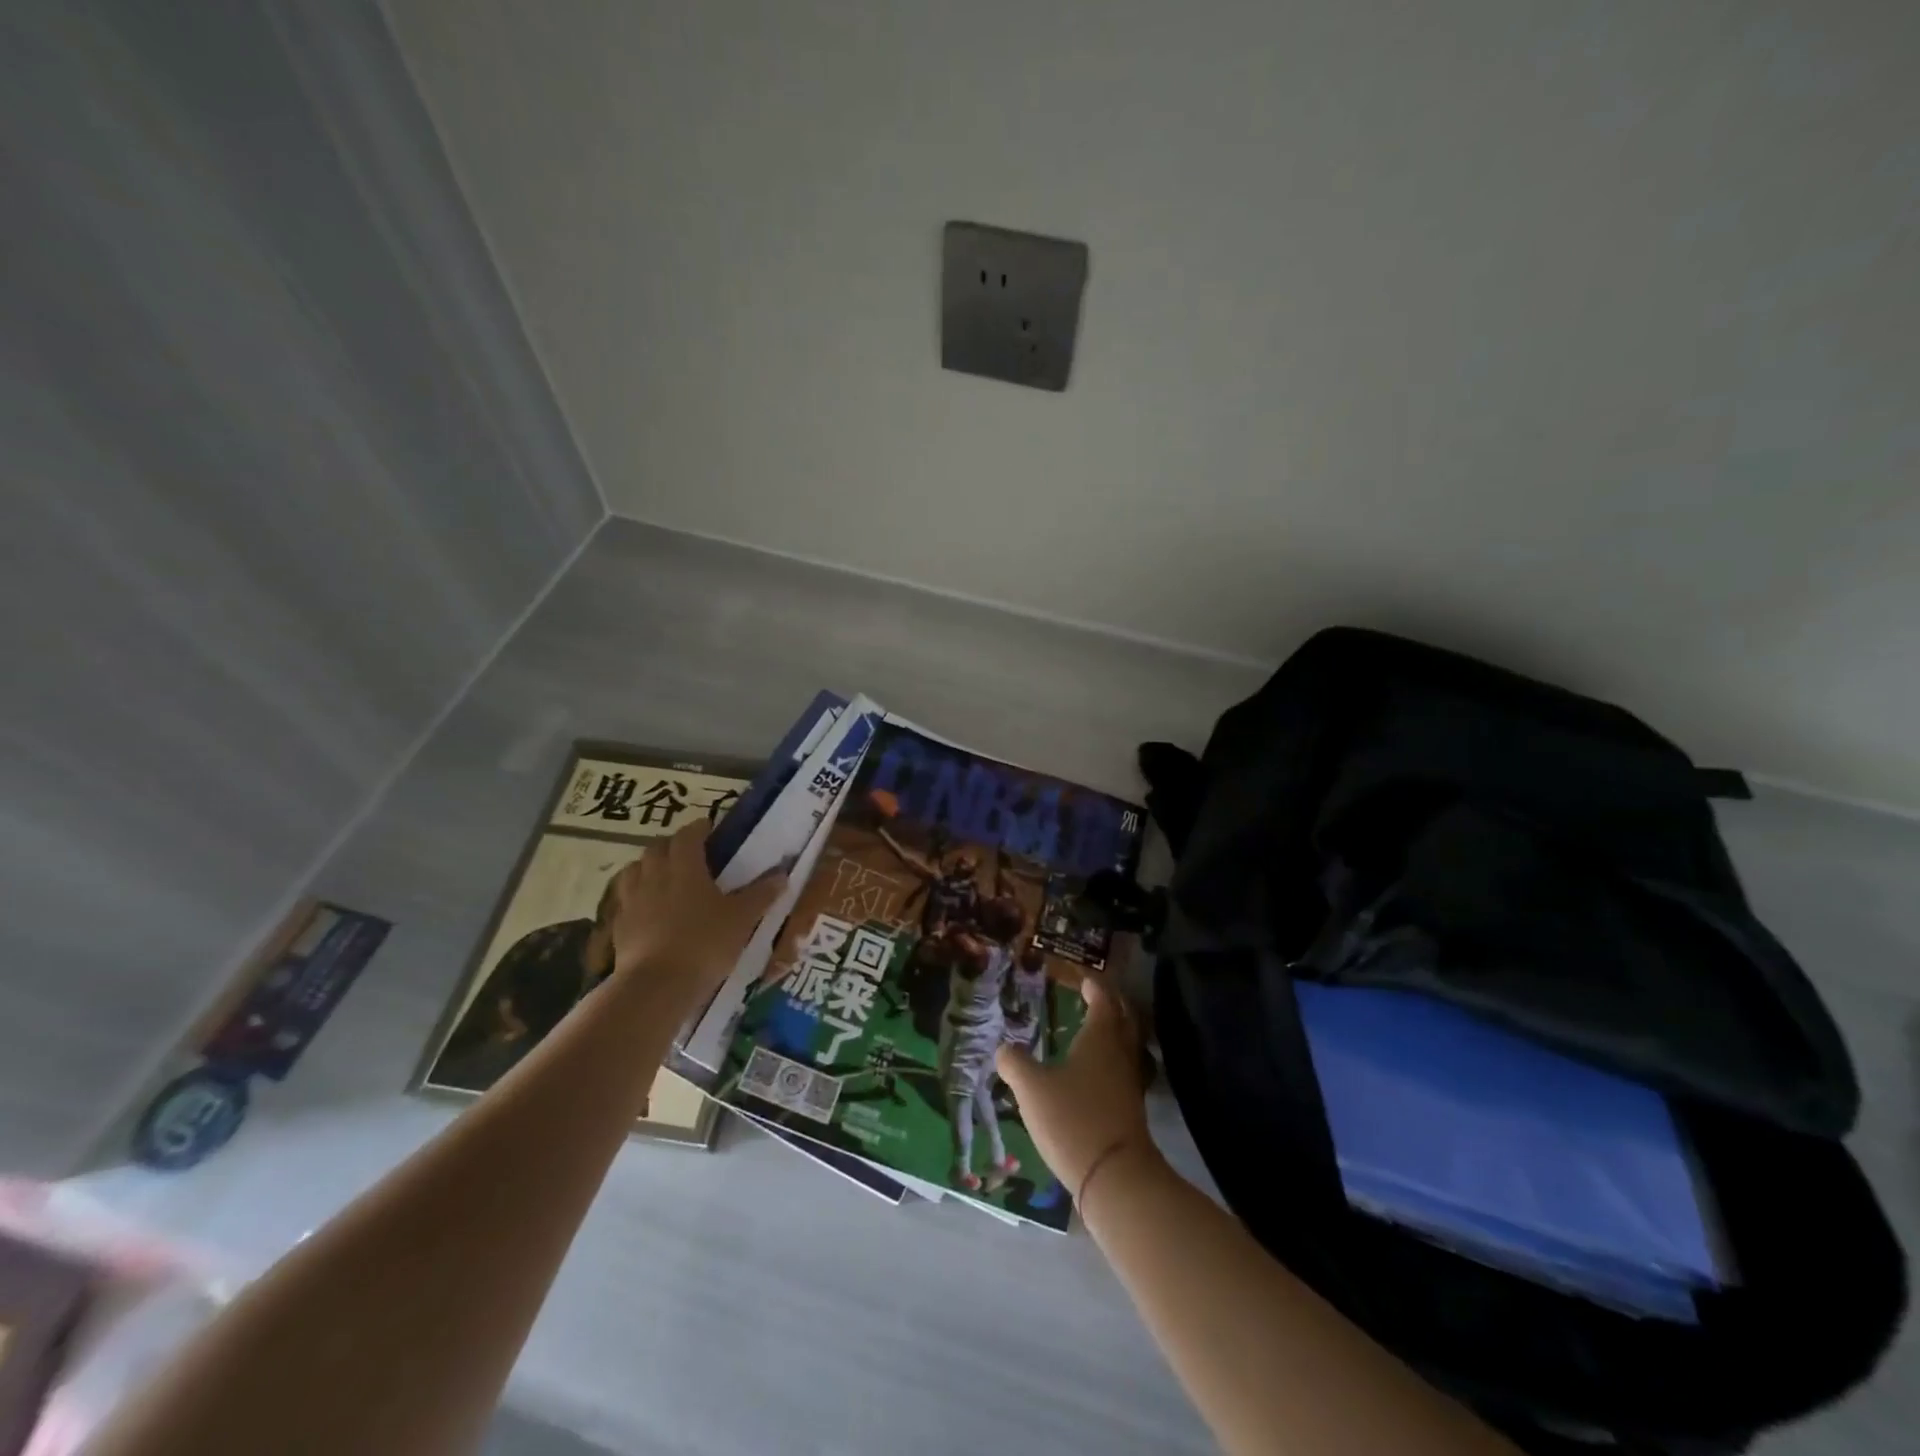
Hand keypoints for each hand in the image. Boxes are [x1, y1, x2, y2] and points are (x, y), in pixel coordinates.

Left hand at [605, 822, 785, 995]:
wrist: (656, 986)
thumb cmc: (704, 944)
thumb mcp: (742, 919)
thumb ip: (761, 894)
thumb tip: (782, 874)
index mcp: (685, 867)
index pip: (687, 835)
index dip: (698, 828)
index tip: (709, 828)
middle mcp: (654, 876)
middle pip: (657, 848)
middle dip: (672, 845)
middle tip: (688, 853)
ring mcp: (632, 901)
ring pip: (634, 870)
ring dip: (648, 867)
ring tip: (663, 878)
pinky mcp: (618, 926)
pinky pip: (625, 900)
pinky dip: (636, 897)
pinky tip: (647, 910)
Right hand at [997, 974, 1153, 1196]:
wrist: (1115, 1177)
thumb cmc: (1073, 1119)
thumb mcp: (1032, 1089)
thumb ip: (1015, 1064)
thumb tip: (1003, 1048)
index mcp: (1100, 1038)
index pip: (1103, 1000)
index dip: (1095, 987)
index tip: (1085, 979)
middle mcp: (1120, 1054)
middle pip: (1124, 1020)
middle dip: (1111, 1005)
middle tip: (1095, 999)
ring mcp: (1130, 1083)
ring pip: (1127, 1046)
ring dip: (1115, 1034)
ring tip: (1094, 1033)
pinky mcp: (1131, 1110)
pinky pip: (1124, 1072)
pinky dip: (1112, 1062)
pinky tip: (1095, 1075)